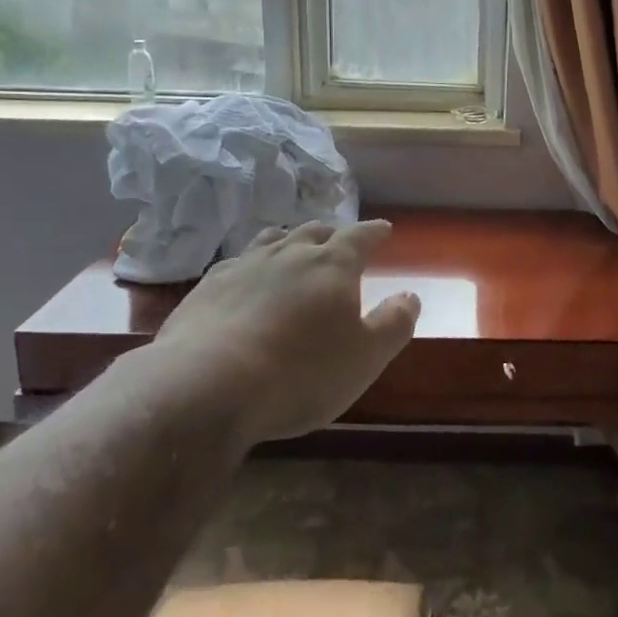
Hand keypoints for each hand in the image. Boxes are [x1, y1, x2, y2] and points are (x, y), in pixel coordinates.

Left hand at [147, 220, 420, 446]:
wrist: (206, 387)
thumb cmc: (300, 373)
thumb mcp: (365, 358)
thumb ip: (393, 324)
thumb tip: (410, 296)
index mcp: (332, 265)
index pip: (360, 237)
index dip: (374, 232)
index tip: (384, 229)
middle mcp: (289, 254)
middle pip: (314, 232)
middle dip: (331, 234)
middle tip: (338, 240)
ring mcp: (244, 267)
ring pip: (272, 240)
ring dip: (288, 241)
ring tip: (292, 247)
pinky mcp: (207, 288)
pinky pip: (236, 264)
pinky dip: (250, 266)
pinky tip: (244, 279)